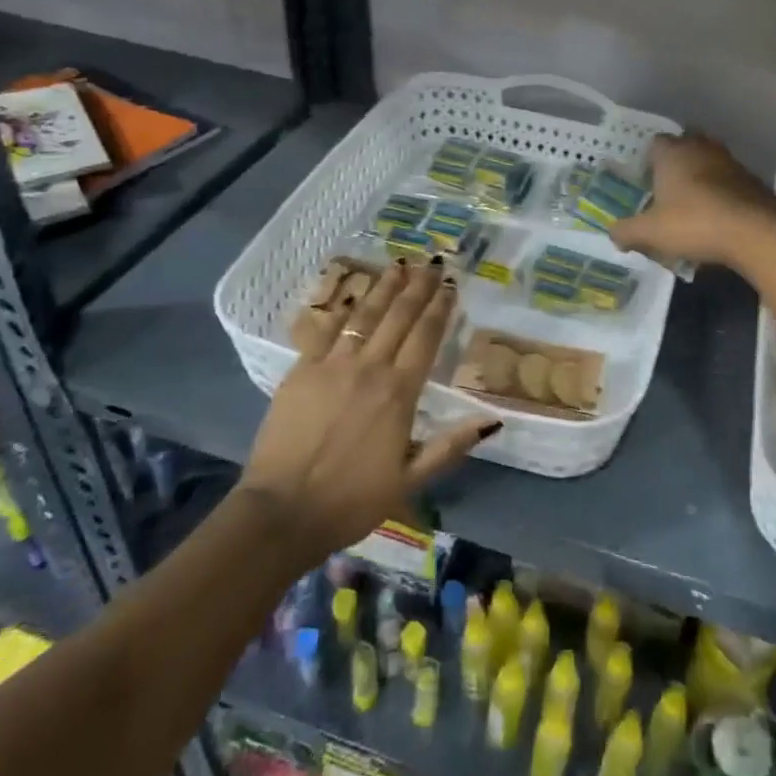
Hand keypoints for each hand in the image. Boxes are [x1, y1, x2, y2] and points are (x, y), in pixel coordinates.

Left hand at [241, 258, 496, 566]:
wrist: (283, 511)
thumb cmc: (352, 499)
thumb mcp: (411, 479)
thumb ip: (450, 445)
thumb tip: (492, 420)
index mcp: (399, 392)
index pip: (426, 337)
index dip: (440, 308)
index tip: (451, 285)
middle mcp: (370, 368)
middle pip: (399, 317)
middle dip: (418, 287)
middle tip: (432, 263)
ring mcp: (332, 365)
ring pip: (365, 315)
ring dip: (384, 288)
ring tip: (399, 265)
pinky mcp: (301, 370)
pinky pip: (326, 330)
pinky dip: (342, 310)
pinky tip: (352, 296)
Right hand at [610, 132, 775, 268]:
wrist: (753, 233)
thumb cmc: (693, 223)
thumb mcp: (650, 232)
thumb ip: (626, 231)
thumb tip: (612, 233)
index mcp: (673, 152)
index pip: (656, 143)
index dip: (649, 160)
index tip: (647, 181)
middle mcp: (702, 148)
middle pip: (685, 146)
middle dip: (677, 164)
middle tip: (669, 190)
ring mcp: (731, 161)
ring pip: (710, 162)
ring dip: (703, 177)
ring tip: (694, 205)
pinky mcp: (753, 180)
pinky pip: (731, 181)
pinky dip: (724, 193)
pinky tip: (720, 216)